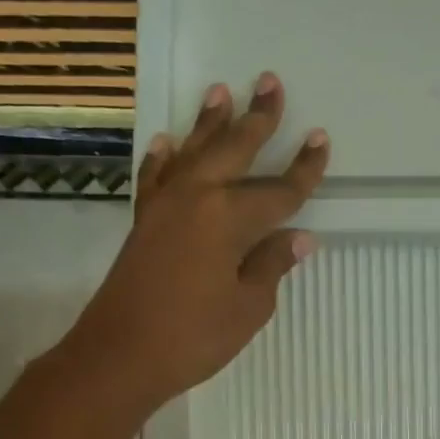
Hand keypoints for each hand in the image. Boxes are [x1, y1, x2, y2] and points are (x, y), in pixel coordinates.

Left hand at [67, 72, 327, 407]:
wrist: (119, 355)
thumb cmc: (194, 336)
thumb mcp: (248, 307)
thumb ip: (272, 265)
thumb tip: (298, 238)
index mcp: (230, 218)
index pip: (279, 191)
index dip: (304, 169)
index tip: (320, 140)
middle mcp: (197, 198)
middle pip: (234, 150)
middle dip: (257, 118)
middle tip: (270, 83)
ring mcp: (164, 206)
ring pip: (193, 153)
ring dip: (209, 123)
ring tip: (221, 91)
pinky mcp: (143, 221)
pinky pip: (156, 177)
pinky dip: (163, 158)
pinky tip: (167, 142)